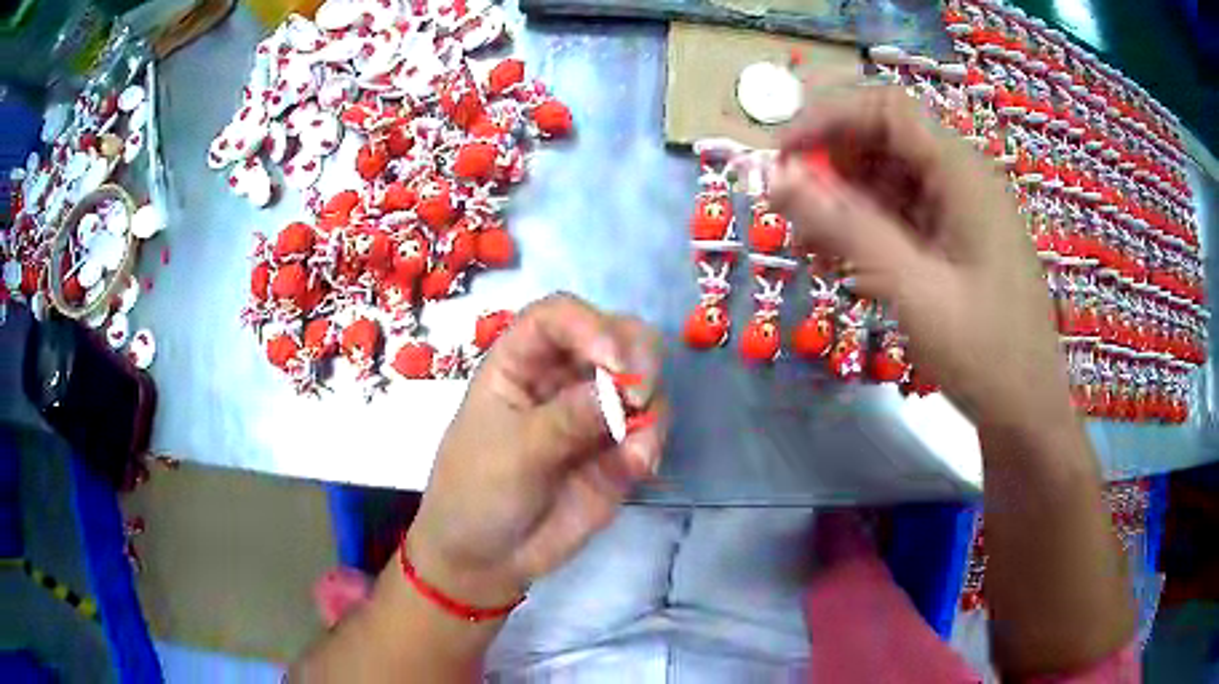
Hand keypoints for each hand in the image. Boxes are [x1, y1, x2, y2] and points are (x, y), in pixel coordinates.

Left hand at [407, 293, 667, 606]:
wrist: (487, 558)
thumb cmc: (477, 492)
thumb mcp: (512, 453)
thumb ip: (565, 420)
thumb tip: (619, 391)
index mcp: (519, 363)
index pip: (557, 316)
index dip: (589, 325)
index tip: (614, 361)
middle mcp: (560, 378)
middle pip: (614, 336)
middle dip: (637, 356)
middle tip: (640, 395)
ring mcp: (593, 414)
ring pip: (642, 380)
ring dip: (651, 404)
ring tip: (637, 449)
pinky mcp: (616, 450)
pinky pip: (649, 429)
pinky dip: (653, 440)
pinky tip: (640, 466)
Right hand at [769, 86, 1071, 429]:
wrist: (1027, 413)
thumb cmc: (985, 354)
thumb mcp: (914, 291)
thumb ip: (848, 229)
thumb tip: (777, 178)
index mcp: (963, 174)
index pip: (885, 109)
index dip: (828, 119)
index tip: (782, 157)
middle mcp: (962, 180)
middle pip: (884, 141)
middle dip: (831, 168)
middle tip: (792, 214)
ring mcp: (960, 211)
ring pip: (888, 180)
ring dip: (843, 204)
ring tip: (811, 249)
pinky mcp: (955, 241)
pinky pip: (901, 216)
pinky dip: (866, 231)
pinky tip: (842, 266)